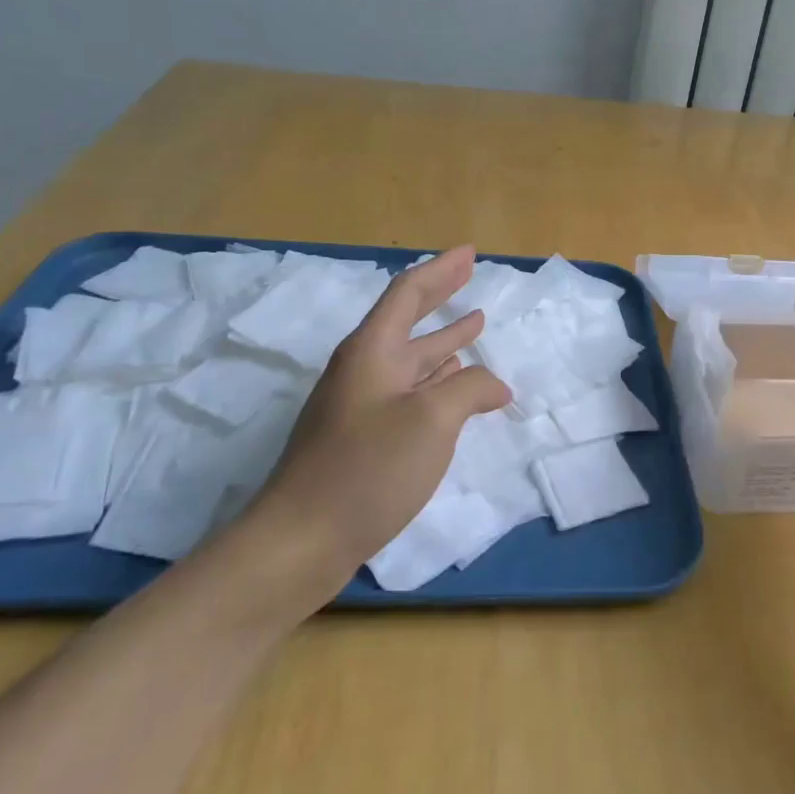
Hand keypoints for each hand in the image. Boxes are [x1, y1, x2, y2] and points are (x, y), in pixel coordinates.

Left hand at [242, 246, 510, 588]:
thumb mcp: (432, 420)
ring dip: (443, 339)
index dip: (441, 269)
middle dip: (441, 294)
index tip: (470, 252)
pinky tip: (455, 382)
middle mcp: (363, 370)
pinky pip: (409, 391)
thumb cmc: (367, 468)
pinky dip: (437, 379)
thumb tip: (494, 385)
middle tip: (469, 273)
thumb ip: (471, 390)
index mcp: (372, 351)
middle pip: (407, 319)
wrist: (300, 542)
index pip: (408, 293)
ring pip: (411, 358)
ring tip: (474, 323)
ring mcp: (361, 406)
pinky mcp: (363, 438)